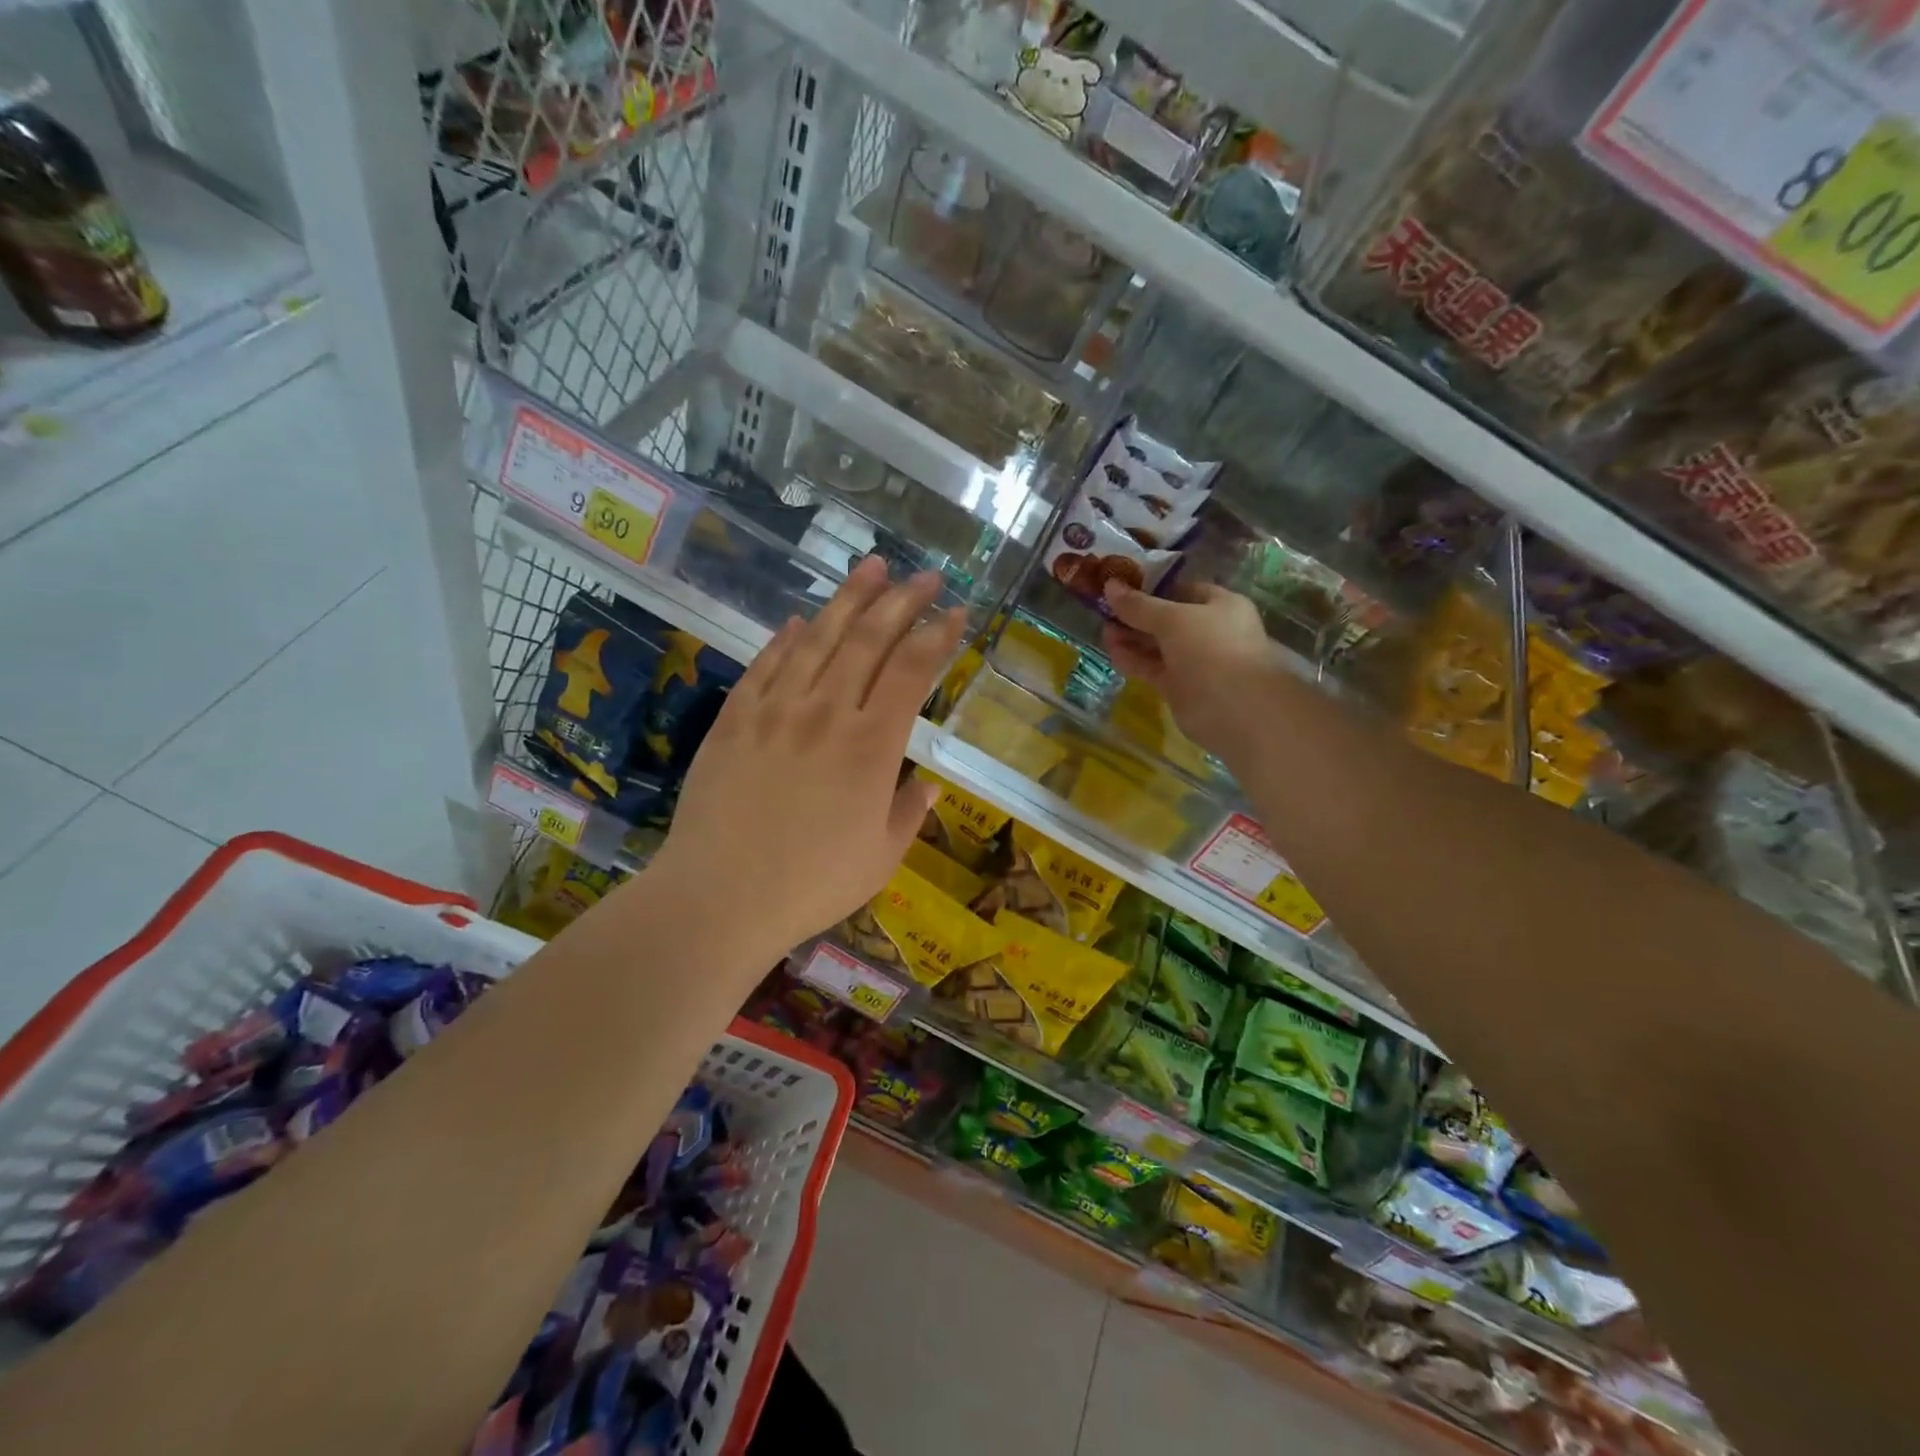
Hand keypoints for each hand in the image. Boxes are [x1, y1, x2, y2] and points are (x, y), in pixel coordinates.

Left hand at [654, 557, 965, 959]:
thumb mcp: (882, 857)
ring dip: (848, 600)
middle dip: (902, 601)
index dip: (937, 636)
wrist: (719, 897)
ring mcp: (775, 710)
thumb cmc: (812, 885)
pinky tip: (799, 621)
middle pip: (869, 640)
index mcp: (872, 746)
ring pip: (817, 639)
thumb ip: (910, 812)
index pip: (912, 671)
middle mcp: (826, 713)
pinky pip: (765, 666)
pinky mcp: (734, 719)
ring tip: (871, 568)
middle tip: (925, 576)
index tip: (955, 613)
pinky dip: (786, 639)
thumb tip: (930, 784)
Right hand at [1100, 580, 1275, 752]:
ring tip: (1103, 630)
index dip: (1153, 587)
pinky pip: (1152, 668)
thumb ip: (1139, 605)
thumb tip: (1110, 585)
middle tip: (1105, 610)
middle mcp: (1209, 631)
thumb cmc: (1211, 649)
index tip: (1122, 587)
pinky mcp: (1180, 686)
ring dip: (1132, 638)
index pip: (1183, 590)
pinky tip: (1112, 652)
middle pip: (1167, 619)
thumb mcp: (1173, 619)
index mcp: (1220, 605)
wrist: (1235, 709)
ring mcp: (1194, 661)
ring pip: (1158, 645)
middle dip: (1137, 615)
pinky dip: (1133, 660)